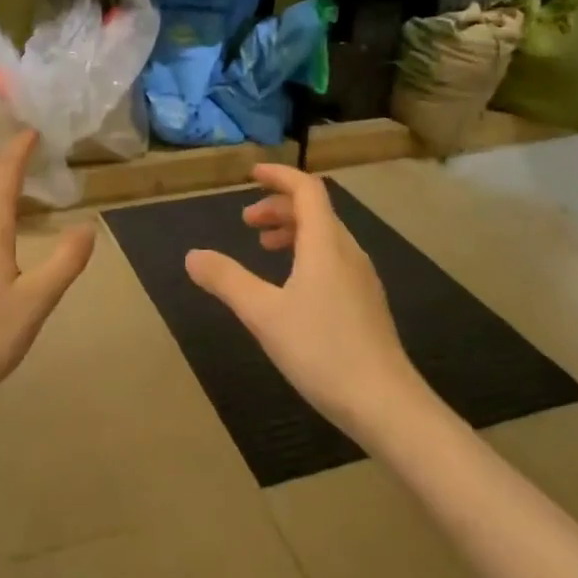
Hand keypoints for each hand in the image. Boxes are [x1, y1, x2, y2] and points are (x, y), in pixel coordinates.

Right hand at [184, 165, 420, 436]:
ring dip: (294, 232)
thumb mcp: (263, 314)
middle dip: (279, 208)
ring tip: (265, 250)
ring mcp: (362, 279)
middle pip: (316, 212)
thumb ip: (227, 281)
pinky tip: (292, 288)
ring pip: (326, 237)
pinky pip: (334, 260)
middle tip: (246, 223)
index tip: (252, 174)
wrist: (385, 403)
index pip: (306, 190)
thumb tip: (192, 256)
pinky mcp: (366, 303)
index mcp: (326, 244)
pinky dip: (308, 255)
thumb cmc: (322, 350)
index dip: (279, 176)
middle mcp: (349, 252)